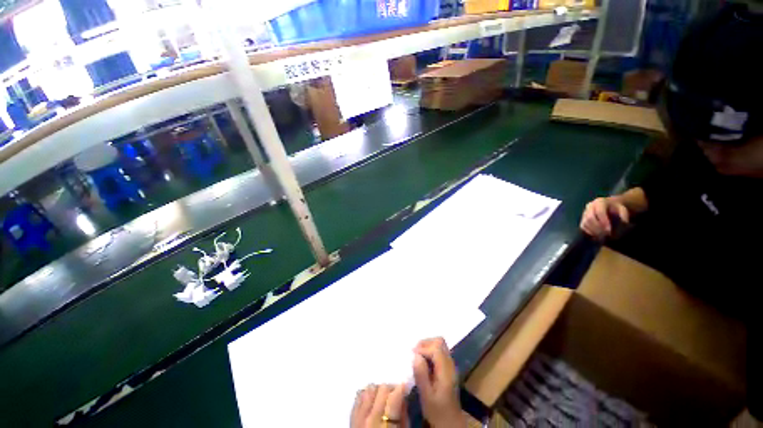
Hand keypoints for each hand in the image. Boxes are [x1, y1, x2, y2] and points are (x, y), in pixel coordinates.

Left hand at [351, 384, 408, 427]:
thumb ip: (404, 418)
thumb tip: (404, 399)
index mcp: (383, 425)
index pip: (393, 395)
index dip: (402, 388)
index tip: (407, 388)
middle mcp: (368, 418)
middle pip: (381, 388)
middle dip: (391, 388)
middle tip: (398, 395)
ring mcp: (357, 417)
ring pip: (369, 389)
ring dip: (378, 391)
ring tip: (385, 399)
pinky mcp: (351, 418)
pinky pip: (359, 396)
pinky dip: (368, 395)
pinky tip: (374, 402)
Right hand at [412, 338, 465, 427]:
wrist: (451, 424)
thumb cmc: (437, 412)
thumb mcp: (426, 396)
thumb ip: (421, 374)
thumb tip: (415, 355)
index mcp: (446, 371)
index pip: (436, 348)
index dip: (423, 348)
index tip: (412, 354)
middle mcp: (450, 365)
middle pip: (440, 342)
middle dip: (426, 343)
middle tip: (414, 351)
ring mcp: (450, 367)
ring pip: (440, 346)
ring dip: (428, 346)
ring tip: (417, 355)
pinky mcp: (448, 370)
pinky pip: (440, 352)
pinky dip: (430, 352)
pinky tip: (423, 362)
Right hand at [580, 197, 629, 239]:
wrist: (610, 205)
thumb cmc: (617, 208)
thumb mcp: (623, 209)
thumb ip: (623, 216)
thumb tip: (622, 224)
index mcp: (600, 202)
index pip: (599, 212)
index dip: (604, 222)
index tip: (609, 230)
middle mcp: (590, 206)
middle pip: (590, 218)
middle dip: (598, 228)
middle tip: (605, 235)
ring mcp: (585, 212)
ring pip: (585, 223)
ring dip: (593, 231)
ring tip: (602, 236)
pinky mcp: (583, 219)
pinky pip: (583, 226)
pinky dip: (589, 232)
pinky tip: (596, 235)